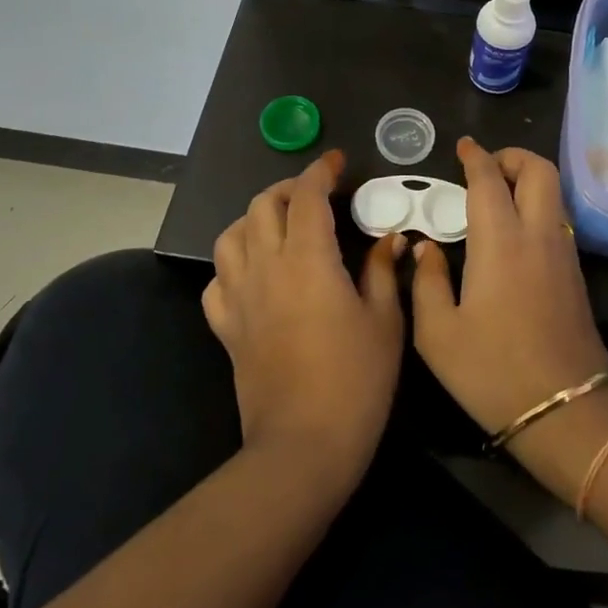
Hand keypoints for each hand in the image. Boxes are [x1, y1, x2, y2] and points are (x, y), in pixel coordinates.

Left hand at [204, 151, 406, 487]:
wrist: (303, 445)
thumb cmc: (356, 380)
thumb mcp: (385, 321)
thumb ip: (382, 271)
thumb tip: (390, 238)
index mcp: (308, 260)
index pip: (307, 196)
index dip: (321, 171)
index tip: (337, 162)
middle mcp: (266, 267)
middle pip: (263, 205)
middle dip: (288, 188)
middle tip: (315, 193)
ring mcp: (239, 297)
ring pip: (232, 235)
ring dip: (256, 218)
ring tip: (281, 224)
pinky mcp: (226, 327)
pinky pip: (217, 280)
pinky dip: (234, 264)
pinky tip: (254, 273)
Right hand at [410, 138, 607, 443]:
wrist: (565, 411)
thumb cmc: (492, 372)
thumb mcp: (437, 334)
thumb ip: (427, 281)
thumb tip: (425, 247)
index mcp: (500, 242)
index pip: (490, 180)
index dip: (476, 157)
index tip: (464, 146)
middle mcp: (538, 236)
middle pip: (539, 171)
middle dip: (513, 157)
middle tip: (486, 166)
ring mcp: (564, 254)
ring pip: (553, 194)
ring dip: (528, 180)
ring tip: (497, 196)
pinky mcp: (576, 275)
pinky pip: (557, 220)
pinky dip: (536, 207)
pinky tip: (513, 233)